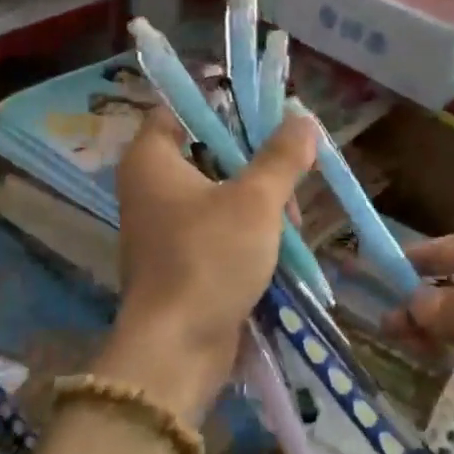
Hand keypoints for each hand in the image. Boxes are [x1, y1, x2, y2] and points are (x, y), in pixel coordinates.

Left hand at [106, 108, 314, 421]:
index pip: (181, 108)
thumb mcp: (255, 201)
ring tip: (293, 225)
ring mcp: (164, 226)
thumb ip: (281, 156)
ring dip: (261, 202)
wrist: (178, 349)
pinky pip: (220, 227)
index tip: (267, 115)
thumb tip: (302, 119)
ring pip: (221, 193)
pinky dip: (249, 230)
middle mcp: (150, 186)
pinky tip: (282, 245)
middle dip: (258, 163)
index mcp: (152, 159)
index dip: (224, 104)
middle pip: (210, 151)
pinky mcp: (181, 259)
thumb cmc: (209, 259)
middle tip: (292, 176)